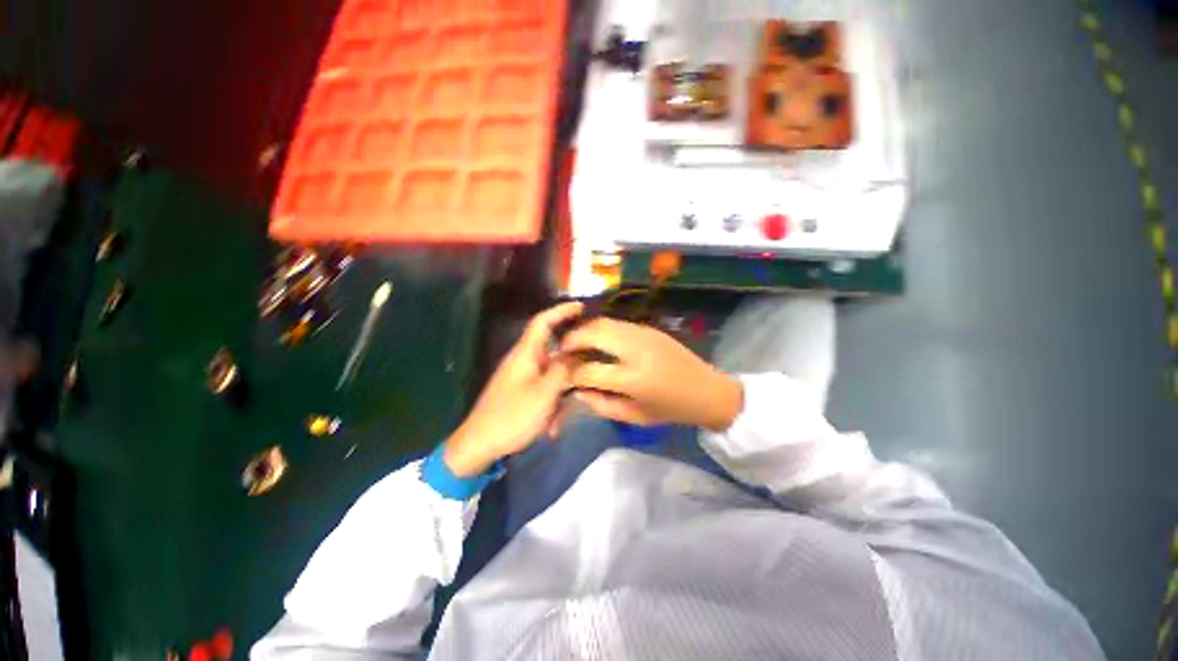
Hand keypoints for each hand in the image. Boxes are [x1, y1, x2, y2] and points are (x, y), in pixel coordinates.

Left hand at [444, 302, 583, 475]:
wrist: (479, 446)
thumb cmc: (512, 417)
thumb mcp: (545, 394)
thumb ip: (564, 370)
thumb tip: (577, 353)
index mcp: (526, 354)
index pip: (543, 321)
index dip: (561, 311)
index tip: (582, 307)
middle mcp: (524, 360)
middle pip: (554, 350)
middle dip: (572, 364)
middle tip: (591, 369)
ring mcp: (523, 377)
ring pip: (552, 375)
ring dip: (561, 395)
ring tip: (560, 420)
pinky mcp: (522, 392)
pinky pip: (545, 390)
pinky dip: (552, 405)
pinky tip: (551, 428)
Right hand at [560, 318, 742, 431]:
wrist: (707, 390)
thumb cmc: (671, 409)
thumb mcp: (635, 417)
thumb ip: (601, 405)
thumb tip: (577, 391)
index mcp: (633, 379)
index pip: (588, 370)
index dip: (569, 373)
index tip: (561, 375)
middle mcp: (635, 350)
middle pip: (592, 333)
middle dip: (571, 339)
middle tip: (562, 350)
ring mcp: (643, 334)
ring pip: (603, 322)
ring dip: (584, 331)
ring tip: (576, 344)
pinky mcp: (648, 328)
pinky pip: (616, 323)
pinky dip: (600, 329)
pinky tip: (598, 341)